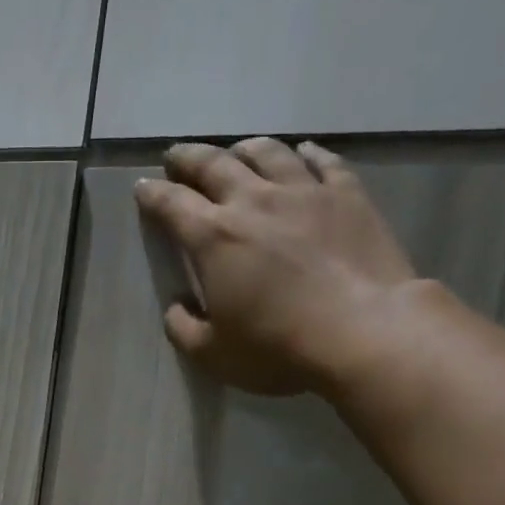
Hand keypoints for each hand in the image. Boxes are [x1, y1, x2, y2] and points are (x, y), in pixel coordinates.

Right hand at [134, 138, 419, 396]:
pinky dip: (306, 154)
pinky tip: (302, 152)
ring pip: (267, 153)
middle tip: (176, 156)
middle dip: (189, 158)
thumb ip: (184, 329)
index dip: (153, 194)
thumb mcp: (214, 354)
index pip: (173, 205)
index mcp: (214, 239)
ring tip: (235, 152)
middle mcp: (254, 202)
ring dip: (243, 149)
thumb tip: (177, 308)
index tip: (142, 187)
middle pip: (215, 165)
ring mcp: (304, 192)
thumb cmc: (277, 347)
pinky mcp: (348, 195)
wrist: (362, 331)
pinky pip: (323, 162)